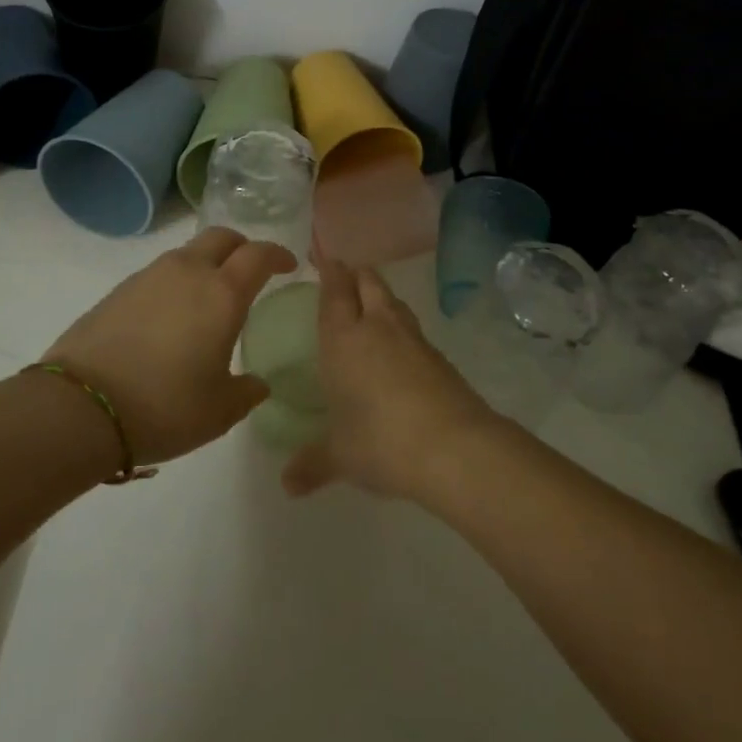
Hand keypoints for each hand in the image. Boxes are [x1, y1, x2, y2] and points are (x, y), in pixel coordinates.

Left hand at [46, 227, 293, 465]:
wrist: (80, 406)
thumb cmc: (164, 406)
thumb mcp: (219, 411)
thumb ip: (247, 392)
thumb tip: (257, 383)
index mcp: (222, 293)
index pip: (259, 254)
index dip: (278, 255)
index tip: (288, 266)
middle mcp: (187, 272)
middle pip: (221, 237)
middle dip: (241, 247)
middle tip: (249, 271)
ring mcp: (148, 277)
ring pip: (187, 254)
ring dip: (205, 264)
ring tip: (206, 300)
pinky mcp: (118, 290)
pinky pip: (158, 274)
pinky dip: (174, 284)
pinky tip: (169, 318)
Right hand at [282, 249, 500, 500]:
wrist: (453, 447)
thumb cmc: (380, 441)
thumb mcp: (340, 456)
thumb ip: (312, 464)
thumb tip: (287, 485)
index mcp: (344, 339)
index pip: (335, 292)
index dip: (329, 270)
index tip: (324, 256)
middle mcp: (378, 327)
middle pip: (368, 282)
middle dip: (355, 274)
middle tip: (344, 273)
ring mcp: (413, 339)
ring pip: (394, 301)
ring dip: (380, 296)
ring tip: (370, 303)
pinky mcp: (439, 357)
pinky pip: (412, 329)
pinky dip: (400, 326)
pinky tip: (398, 346)